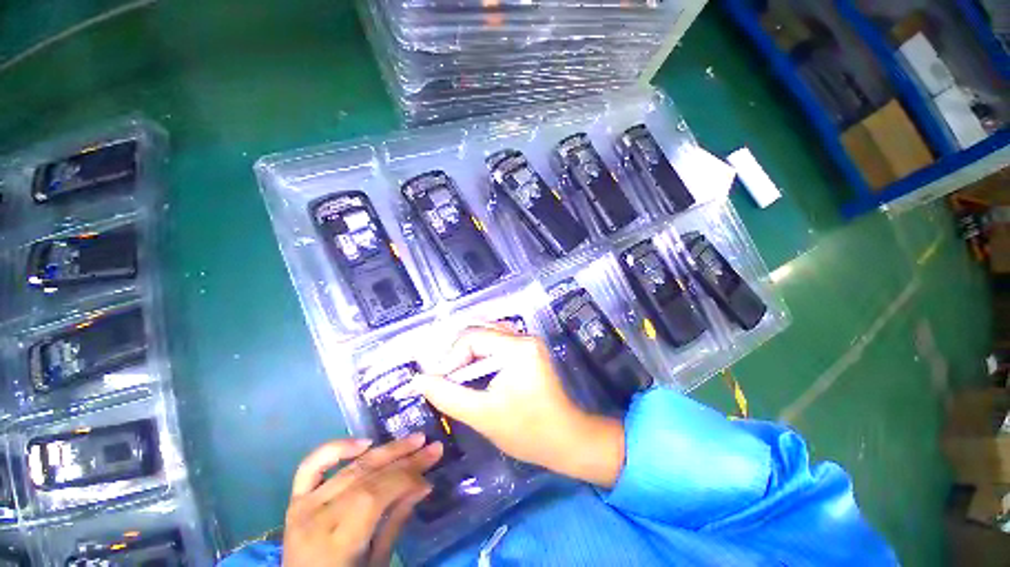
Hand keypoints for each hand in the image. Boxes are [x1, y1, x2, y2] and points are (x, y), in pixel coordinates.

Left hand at [282, 434, 441, 566]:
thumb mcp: (377, 563)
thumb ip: (396, 521)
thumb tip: (424, 484)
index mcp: (334, 543)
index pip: (374, 496)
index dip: (405, 480)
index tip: (431, 473)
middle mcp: (316, 518)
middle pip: (366, 476)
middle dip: (405, 459)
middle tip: (432, 447)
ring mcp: (303, 506)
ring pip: (352, 467)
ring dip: (387, 450)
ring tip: (415, 439)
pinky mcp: (295, 500)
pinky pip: (310, 466)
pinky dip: (336, 448)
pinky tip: (364, 442)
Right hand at [413, 326, 624, 487]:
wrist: (567, 440)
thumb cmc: (527, 431)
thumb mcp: (482, 414)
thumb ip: (447, 395)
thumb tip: (418, 380)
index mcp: (517, 347)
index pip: (472, 337)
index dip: (450, 358)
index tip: (436, 381)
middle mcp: (524, 337)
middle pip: (480, 333)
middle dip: (458, 355)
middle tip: (443, 378)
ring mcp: (529, 343)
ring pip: (488, 337)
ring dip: (468, 355)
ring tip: (454, 376)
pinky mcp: (529, 351)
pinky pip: (498, 344)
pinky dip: (481, 356)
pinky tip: (473, 373)